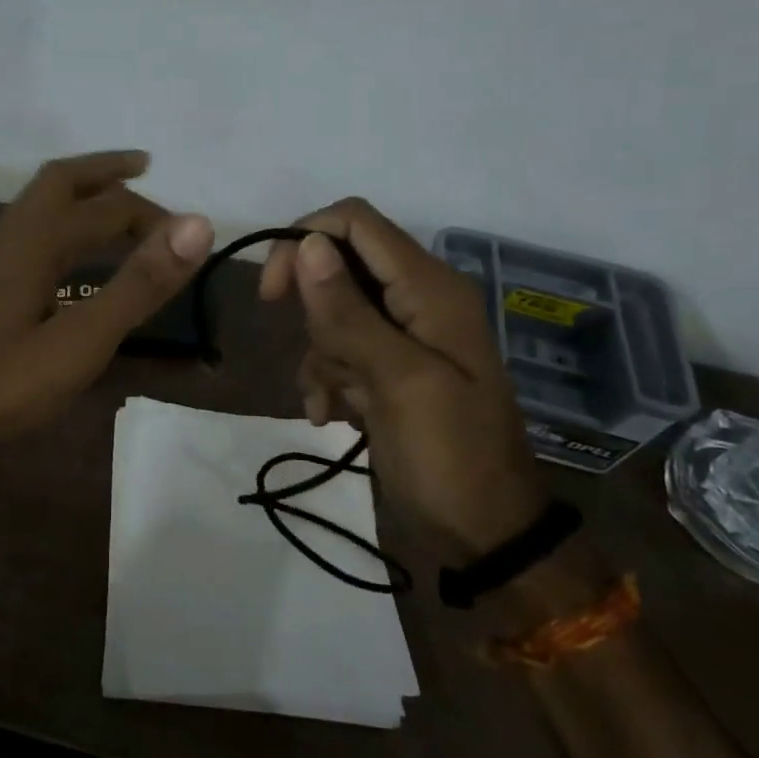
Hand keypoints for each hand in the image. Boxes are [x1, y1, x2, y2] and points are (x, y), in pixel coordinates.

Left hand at [0, 151, 212, 474]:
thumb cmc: (5, 385)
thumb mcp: (83, 340)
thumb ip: (139, 284)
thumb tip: (196, 225)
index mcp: (34, 240)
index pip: (107, 207)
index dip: (152, 216)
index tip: (188, 237)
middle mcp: (8, 235)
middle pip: (60, 181)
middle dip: (104, 170)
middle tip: (145, 167)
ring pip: (38, 204)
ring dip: (79, 193)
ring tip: (114, 202)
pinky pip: (28, 230)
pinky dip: (60, 221)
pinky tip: (70, 254)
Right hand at [258, 198, 547, 556]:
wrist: (485, 535)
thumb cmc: (449, 455)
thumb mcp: (398, 380)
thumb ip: (348, 311)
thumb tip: (307, 242)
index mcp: (430, 288)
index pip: (355, 222)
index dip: (305, 240)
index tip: (273, 292)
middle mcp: (417, 300)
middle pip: (339, 265)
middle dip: (313, 310)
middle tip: (307, 354)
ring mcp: (404, 336)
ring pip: (333, 312)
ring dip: (320, 354)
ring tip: (332, 403)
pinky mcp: (391, 369)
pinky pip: (341, 351)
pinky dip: (328, 378)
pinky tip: (331, 416)